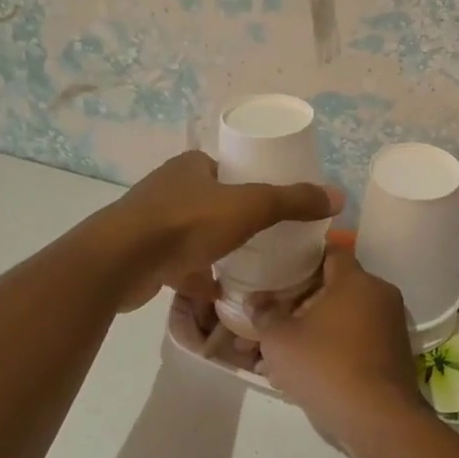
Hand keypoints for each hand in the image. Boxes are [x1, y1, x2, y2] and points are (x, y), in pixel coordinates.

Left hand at [105, 150, 340, 311]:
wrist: (120, 262)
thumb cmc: (186, 223)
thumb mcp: (250, 207)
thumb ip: (292, 201)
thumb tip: (338, 195)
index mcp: (191, 166)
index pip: (228, 169)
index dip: (251, 183)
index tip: (272, 205)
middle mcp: (168, 187)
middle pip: (212, 201)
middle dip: (234, 219)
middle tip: (263, 237)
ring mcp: (150, 222)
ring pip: (193, 233)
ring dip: (215, 247)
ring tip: (243, 264)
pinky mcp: (140, 254)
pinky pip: (177, 262)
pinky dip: (196, 275)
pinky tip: (215, 291)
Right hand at [254, 248, 428, 457]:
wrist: (378, 421)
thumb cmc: (326, 367)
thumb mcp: (281, 340)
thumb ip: (264, 315)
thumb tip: (254, 300)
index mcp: (356, 280)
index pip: (330, 252)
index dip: (301, 259)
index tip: (277, 271)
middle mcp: (378, 295)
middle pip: (330, 290)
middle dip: (294, 307)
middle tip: (264, 323)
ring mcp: (388, 326)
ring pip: (338, 321)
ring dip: (306, 334)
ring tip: (269, 357)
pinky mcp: (390, 356)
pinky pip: (351, 343)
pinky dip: (326, 351)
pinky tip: (294, 375)